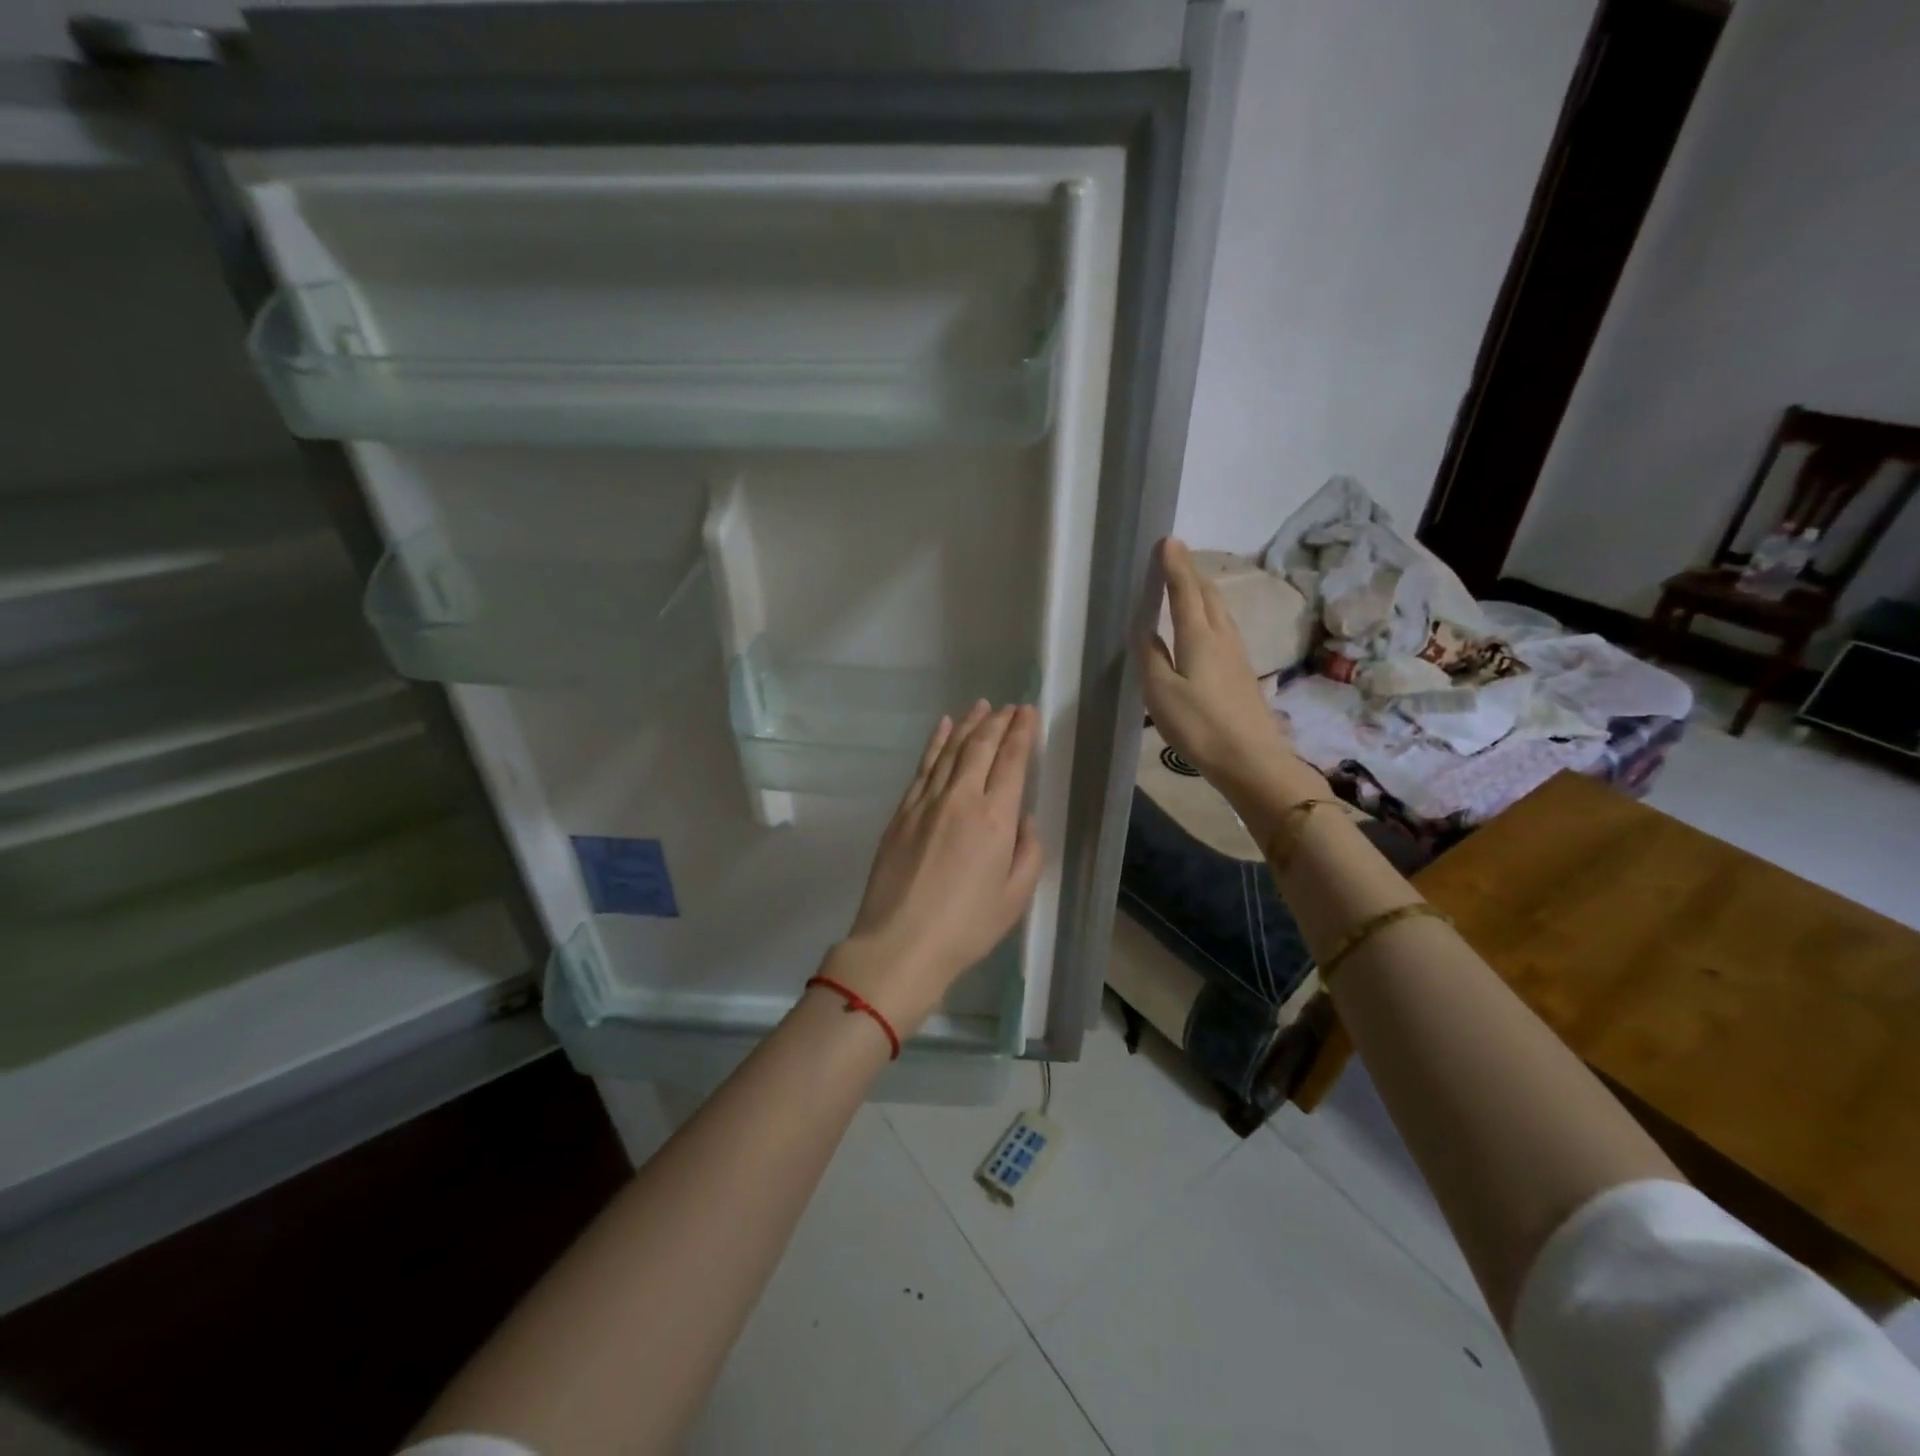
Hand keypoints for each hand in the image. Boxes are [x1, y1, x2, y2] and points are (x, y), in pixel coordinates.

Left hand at [829, 701, 1044, 1034]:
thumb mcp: (1015, 897)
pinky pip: (922, 767)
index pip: (1011, 761)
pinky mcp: (902, 812)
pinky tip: (942, 728)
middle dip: (997, 722)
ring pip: (950, 750)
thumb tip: (1022, 818)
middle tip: (1009, 706)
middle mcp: (961, 799)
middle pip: (980, 747)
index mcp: (995, 819)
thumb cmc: (966, 927)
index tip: (1027, 712)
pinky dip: (934, 743)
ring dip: (967, 725)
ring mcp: (926, 802)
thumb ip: (1028, 851)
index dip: (1021, 732)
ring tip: (980, 706)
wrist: (900, 943)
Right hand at [1139, 539, 1326, 803]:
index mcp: (1199, 636)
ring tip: (1191, 584)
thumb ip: (1151, 657)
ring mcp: (1237, 654)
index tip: (1168, 541)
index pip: (1186, 591)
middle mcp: (1222, 637)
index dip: (1176, 566)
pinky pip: (1224, 628)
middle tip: (1176, 558)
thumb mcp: (1161, 692)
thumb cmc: (1200, 725)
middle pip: (1209, 595)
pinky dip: (1211, 614)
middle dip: (1192, 573)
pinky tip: (1206, 626)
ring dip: (1205, 592)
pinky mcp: (1242, 672)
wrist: (1251, 759)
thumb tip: (1145, 630)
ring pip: (1220, 611)